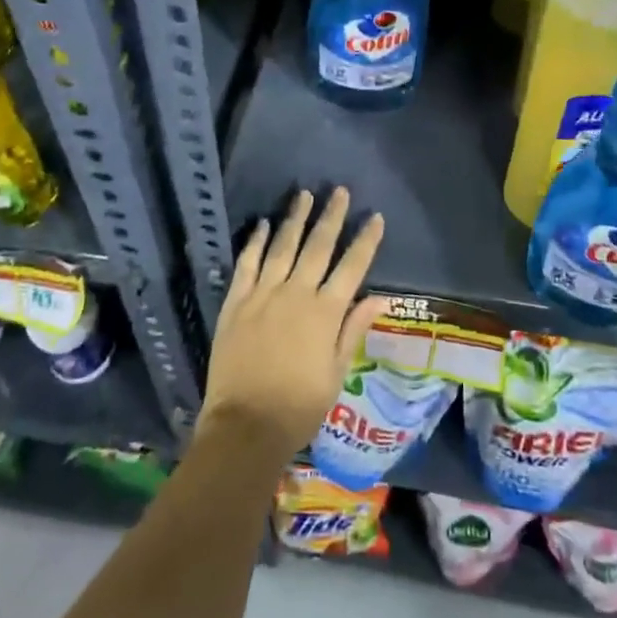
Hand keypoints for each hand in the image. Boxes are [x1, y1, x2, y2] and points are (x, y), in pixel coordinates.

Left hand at [198, 187, 389, 465]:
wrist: (245, 426)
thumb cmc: (298, 407)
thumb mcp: (336, 373)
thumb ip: (353, 330)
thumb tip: (380, 298)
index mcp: (325, 313)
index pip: (352, 267)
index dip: (365, 241)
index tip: (375, 217)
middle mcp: (296, 293)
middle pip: (318, 246)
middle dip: (331, 217)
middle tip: (339, 191)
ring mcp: (263, 294)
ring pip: (282, 246)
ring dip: (295, 219)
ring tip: (304, 195)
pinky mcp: (236, 302)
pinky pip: (247, 263)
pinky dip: (255, 242)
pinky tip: (261, 224)